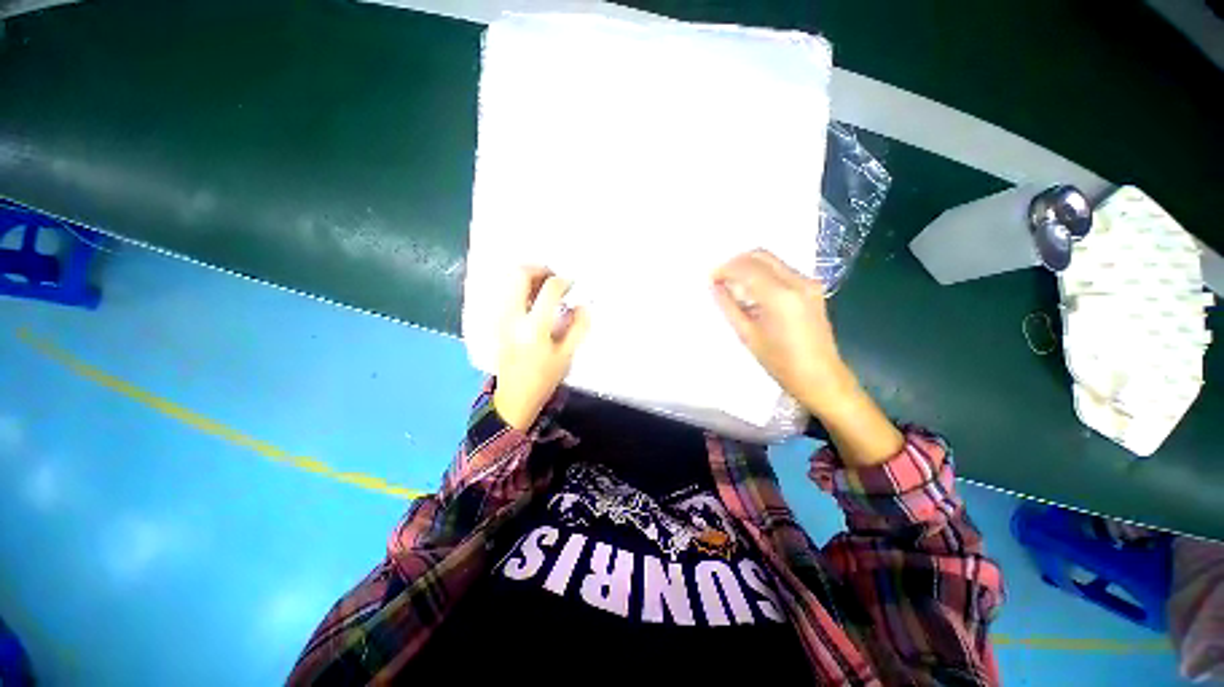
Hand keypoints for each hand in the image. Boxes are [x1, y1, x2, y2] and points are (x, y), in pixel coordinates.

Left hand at [493, 267, 590, 430]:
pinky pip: (505, 292)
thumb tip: (583, 305)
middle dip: (539, 269)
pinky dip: (519, 288)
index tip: (571, 285)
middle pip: (519, 275)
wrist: (514, 397)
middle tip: (554, 278)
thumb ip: (577, 328)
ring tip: (544, 288)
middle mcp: (513, 317)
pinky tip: (532, 301)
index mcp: (534, 327)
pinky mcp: (496, 321)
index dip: (563, 282)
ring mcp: (500, 318)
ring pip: (508, 281)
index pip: (549, 290)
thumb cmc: (543, 379)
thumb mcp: (566, 356)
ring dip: (528, 277)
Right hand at [711, 250, 854, 417]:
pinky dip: (763, 273)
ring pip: (772, 260)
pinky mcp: (813, 288)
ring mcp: (809, 283)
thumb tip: (715, 287)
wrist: (821, 377)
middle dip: (737, 262)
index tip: (710, 278)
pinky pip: (782, 270)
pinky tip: (752, 290)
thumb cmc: (781, 363)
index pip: (746, 268)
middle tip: (720, 277)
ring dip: (749, 266)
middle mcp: (798, 282)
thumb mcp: (748, 335)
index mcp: (780, 296)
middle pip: (761, 256)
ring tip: (733, 284)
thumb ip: (729, 306)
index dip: (725, 269)